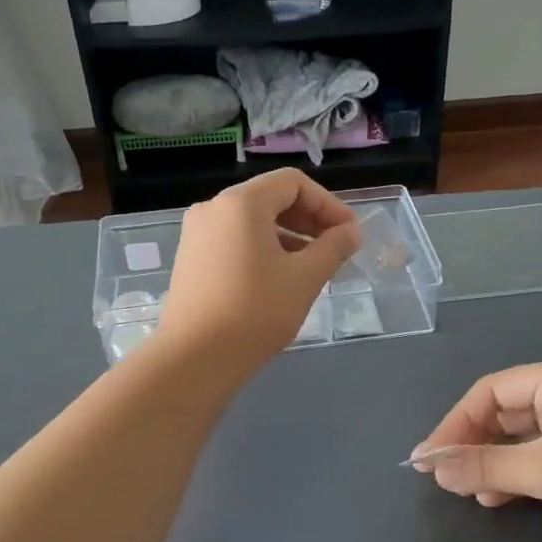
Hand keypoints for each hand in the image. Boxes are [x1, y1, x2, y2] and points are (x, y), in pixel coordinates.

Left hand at [158, 170, 362, 373]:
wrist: (195, 358)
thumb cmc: (256, 312)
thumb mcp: (305, 278)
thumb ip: (333, 248)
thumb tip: (351, 232)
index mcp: (241, 203)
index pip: (293, 183)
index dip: (327, 204)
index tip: (349, 233)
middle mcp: (214, 208)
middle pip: (270, 198)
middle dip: (308, 219)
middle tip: (335, 249)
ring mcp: (197, 234)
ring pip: (252, 222)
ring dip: (287, 236)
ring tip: (312, 267)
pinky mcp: (190, 259)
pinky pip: (234, 240)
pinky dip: (262, 249)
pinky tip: (279, 279)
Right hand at [411, 360, 541, 541]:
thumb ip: (485, 466)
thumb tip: (432, 466)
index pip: (490, 391)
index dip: (455, 422)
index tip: (430, 456)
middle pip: (503, 413)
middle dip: (472, 443)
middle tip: (444, 474)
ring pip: (520, 440)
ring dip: (491, 463)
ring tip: (467, 490)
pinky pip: (539, 461)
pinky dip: (515, 476)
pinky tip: (497, 498)